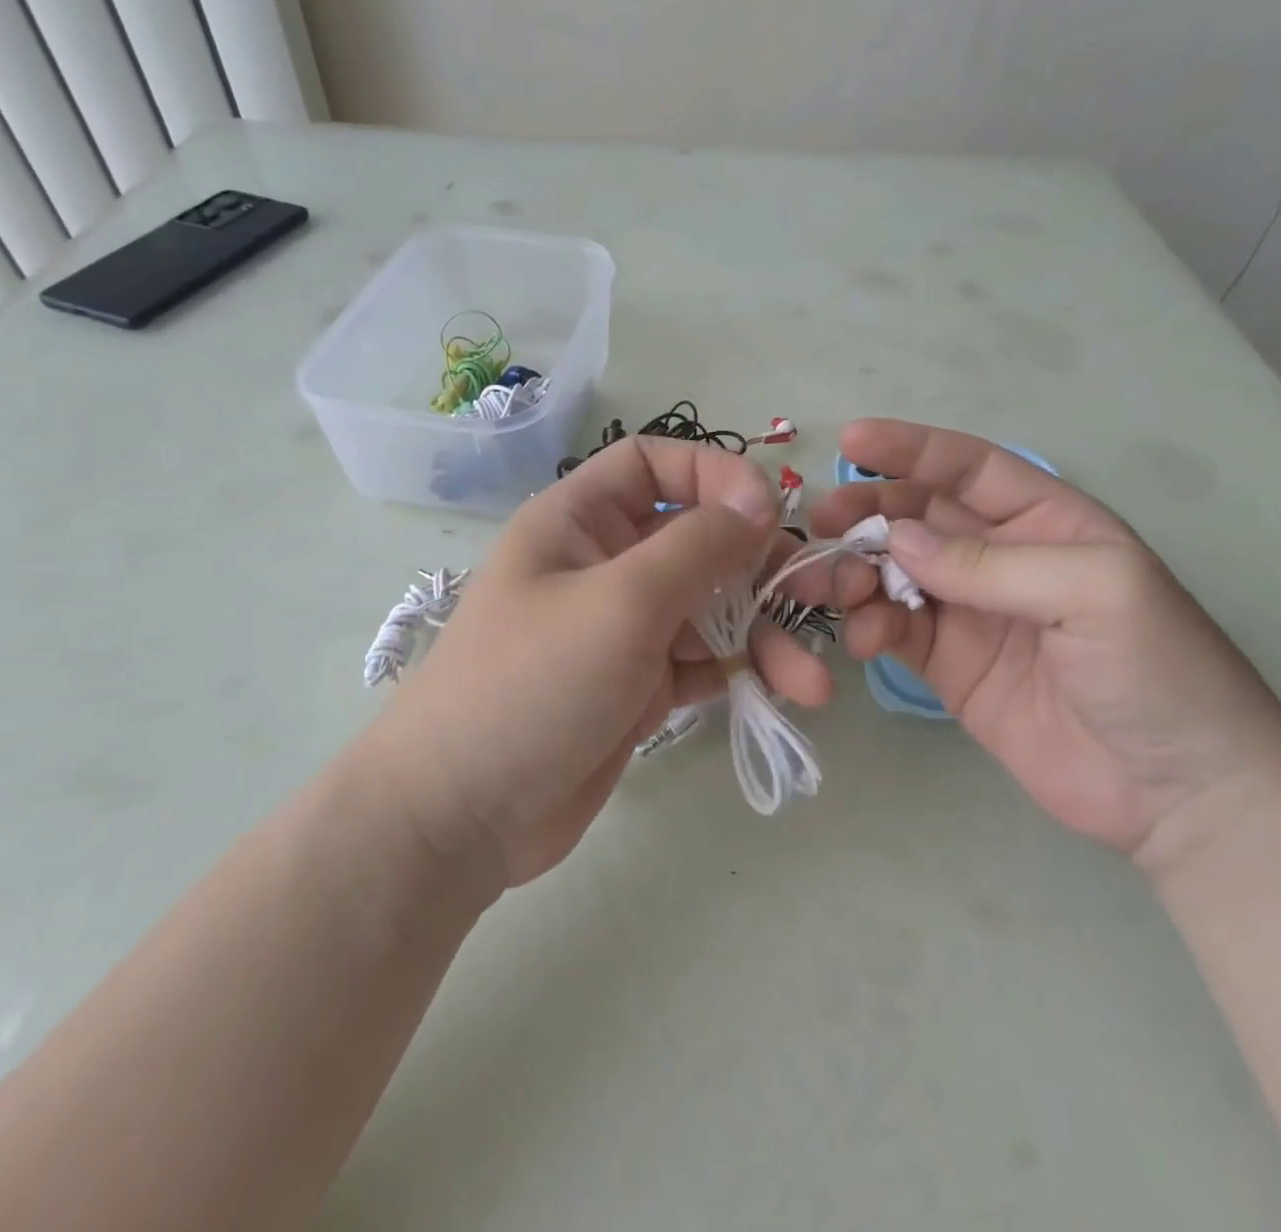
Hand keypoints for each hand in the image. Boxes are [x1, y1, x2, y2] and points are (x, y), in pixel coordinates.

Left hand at [371, 437, 831, 887]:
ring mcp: (624, 627)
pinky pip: (704, 659)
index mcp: (581, 519)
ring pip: (712, 607)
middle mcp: (605, 563)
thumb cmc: (533, 683)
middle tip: (819, 597)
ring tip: (812, 683)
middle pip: (699, 539)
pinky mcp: (640, 683)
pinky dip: (742, 671)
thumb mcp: (622, 601)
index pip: (655, 464)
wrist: (461, 816)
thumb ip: (698, 545)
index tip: (770, 512)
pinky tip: (779, 694)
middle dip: (762, 566)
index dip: (715, 474)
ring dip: (765, 635)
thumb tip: (761, 499)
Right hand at [807, 419, 1280, 865]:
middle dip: (869, 511)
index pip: (967, 467)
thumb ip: (992, 562)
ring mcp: (970, 614)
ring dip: (857, 572)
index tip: (851, 440)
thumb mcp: (1094, 591)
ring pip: (894, 572)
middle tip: (823, 524)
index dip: (910, 448)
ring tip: (833, 589)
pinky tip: (864, 639)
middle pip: (918, 516)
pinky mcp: (948, 666)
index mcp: (1045, 520)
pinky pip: (893, 630)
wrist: (1179, 796)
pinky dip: (869, 626)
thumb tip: (898, 539)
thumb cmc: (1159, 671)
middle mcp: (1000, 558)